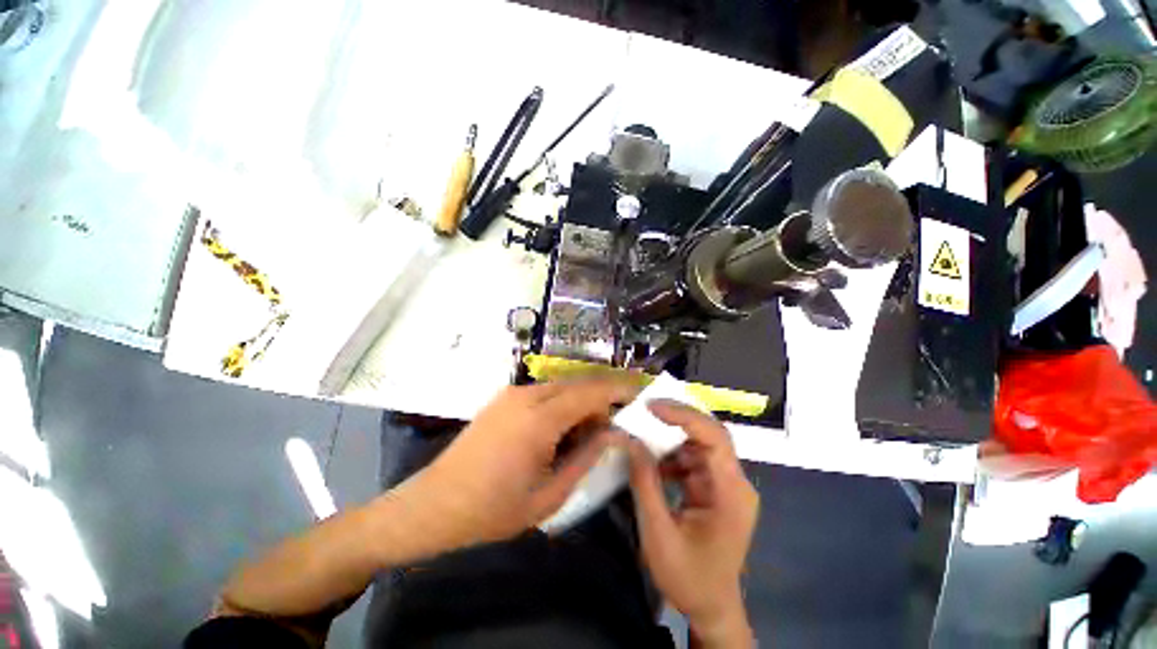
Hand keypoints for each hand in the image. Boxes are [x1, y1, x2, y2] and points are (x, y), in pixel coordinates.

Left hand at [391, 380, 637, 556]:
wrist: (433, 505)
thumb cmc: (491, 510)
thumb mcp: (549, 495)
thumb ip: (588, 458)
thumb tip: (616, 434)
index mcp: (539, 418)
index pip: (591, 391)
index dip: (620, 389)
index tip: (643, 393)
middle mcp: (527, 395)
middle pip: (579, 383)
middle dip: (605, 396)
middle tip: (620, 421)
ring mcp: (513, 393)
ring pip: (563, 386)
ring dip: (583, 402)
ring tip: (591, 433)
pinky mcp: (505, 398)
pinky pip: (546, 392)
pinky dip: (564, 404)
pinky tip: (564, 430)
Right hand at [627, 401, 758, 646]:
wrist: (711, 608)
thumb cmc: (688, 578)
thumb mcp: (659, 533)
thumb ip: (644, 483)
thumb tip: (630, 441)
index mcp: (731, 493)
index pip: (715, 438)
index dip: (684, 416)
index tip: (652, 407)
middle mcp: (734, 482)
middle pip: (709, 435)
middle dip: (676, 419)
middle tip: (644, 410)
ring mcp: (725, 484)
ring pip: (699, 444)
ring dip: (670, 438)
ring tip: (642, 434)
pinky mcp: (714, 488)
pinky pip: (693, 459)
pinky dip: (671, 456)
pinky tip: (652, 463)